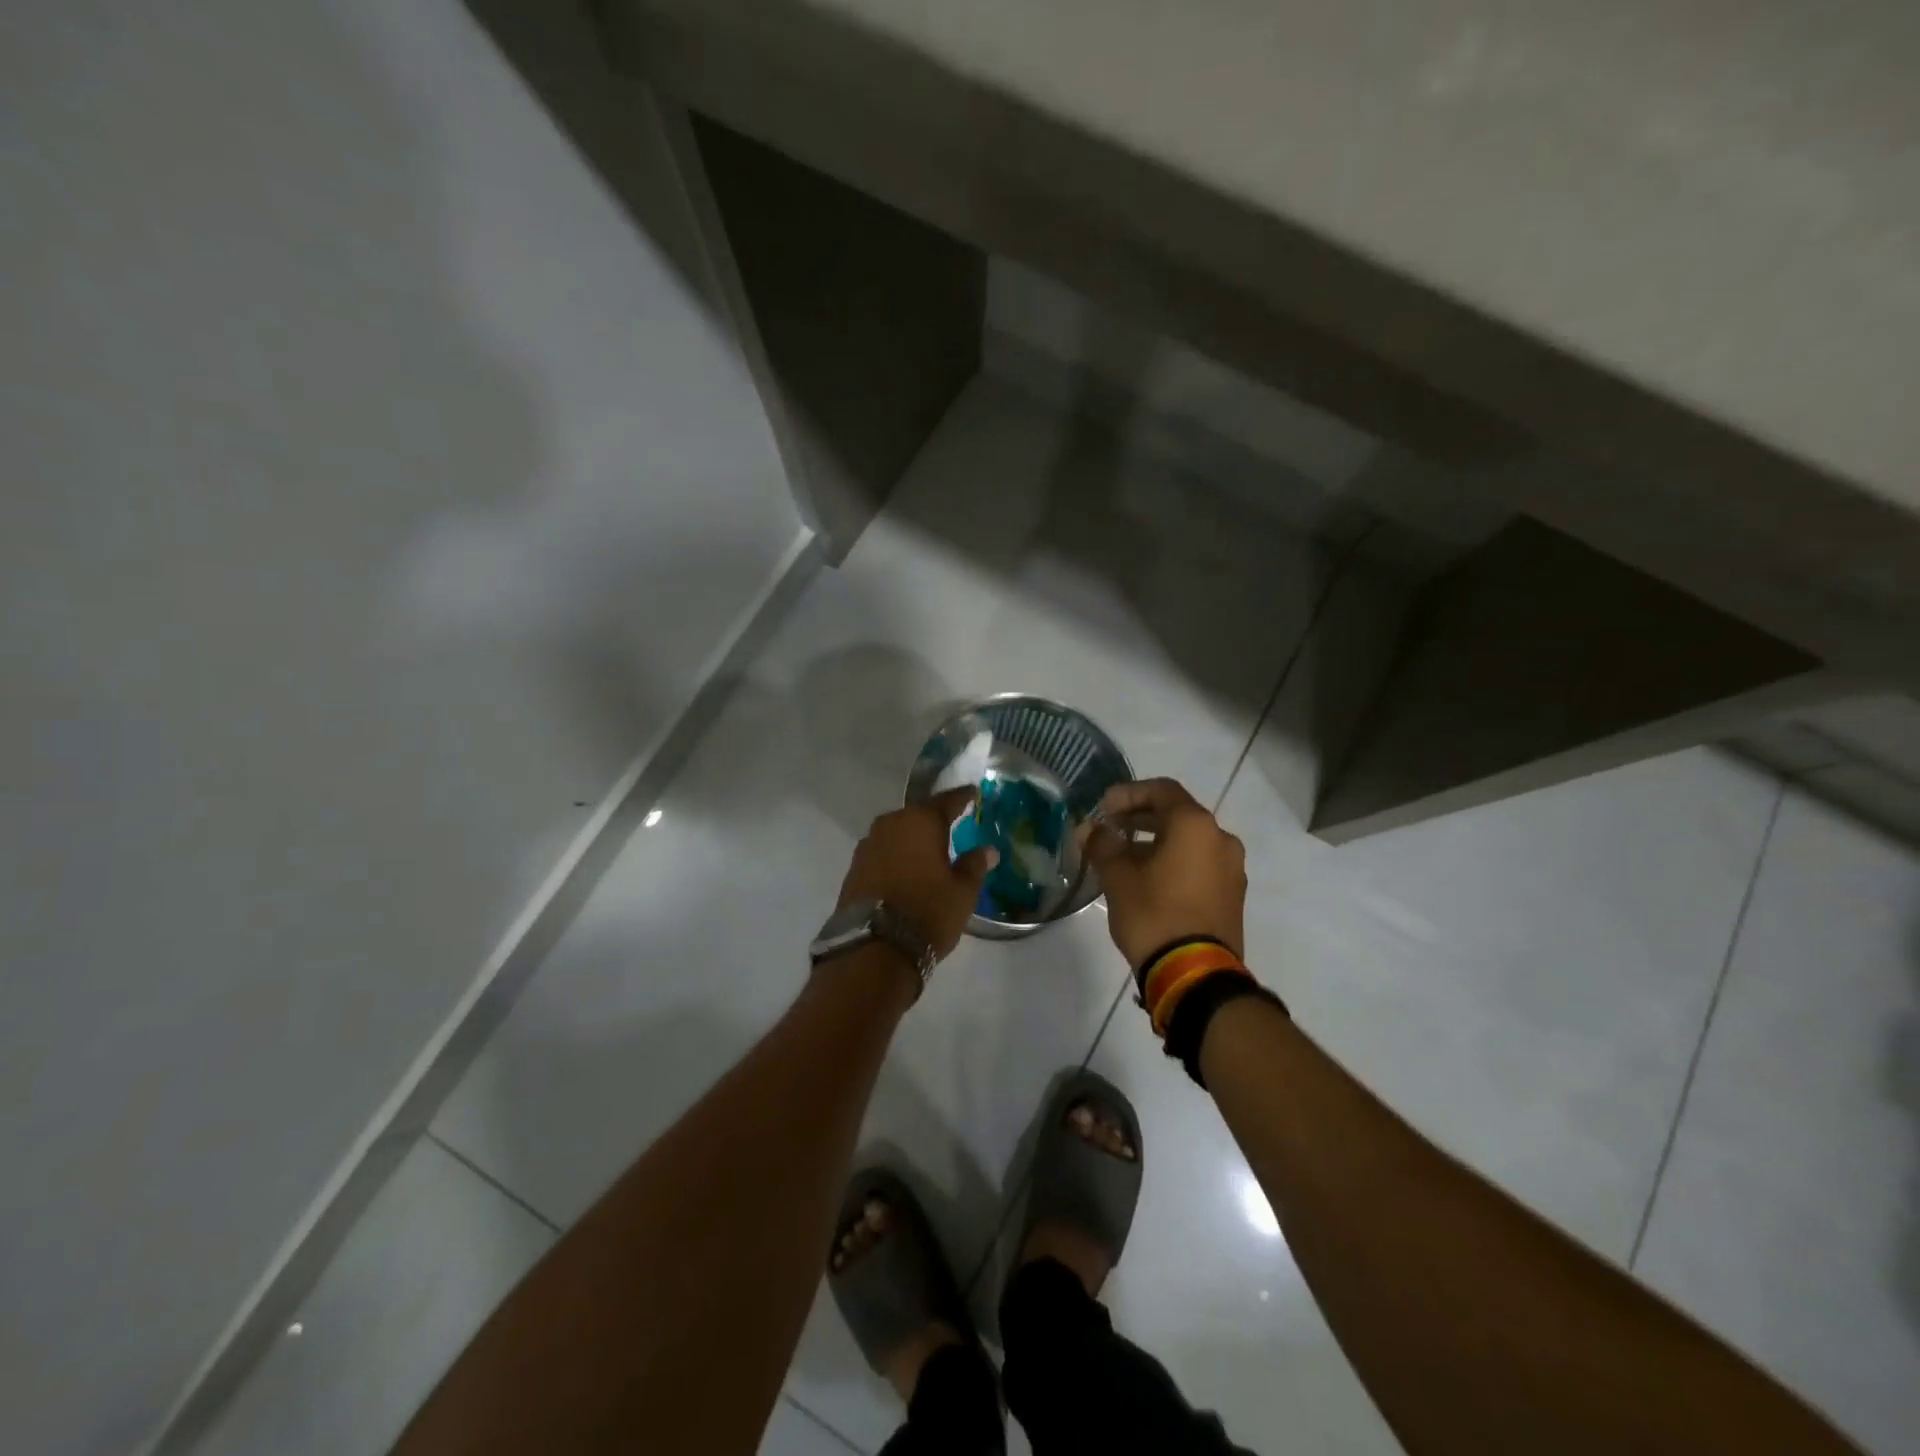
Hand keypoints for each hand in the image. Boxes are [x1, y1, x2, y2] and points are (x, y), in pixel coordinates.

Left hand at [835, 787, 998, 961]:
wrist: (874, 947)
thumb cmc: (927, 912)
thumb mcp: (962, 892)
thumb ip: (974, 865)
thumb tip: (987, 850)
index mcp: (921, 821)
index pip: (947, 801)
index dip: (962, 797)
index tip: (973, 792)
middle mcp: (891, 823)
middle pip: (918, 814)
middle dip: (934, 819)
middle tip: (951, 824)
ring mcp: (868, 844)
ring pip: (897, 832)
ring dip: (912, 838)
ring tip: (928, 848)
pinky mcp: (854, 866)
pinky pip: (883, 850)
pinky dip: (897, 855)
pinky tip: (906, 867)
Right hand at [1079, 778, 1245, 968]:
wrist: (1196, 975)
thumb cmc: (1154, 915)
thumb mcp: (1118, 878)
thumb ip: (1102, 846)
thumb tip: (1089, 829)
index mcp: (1195, 826)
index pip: (1162, 790)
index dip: (1129, 793)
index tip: (1103, 808)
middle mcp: (1220, 839)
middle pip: (1178, 814)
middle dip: (1141, 818)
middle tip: (1110, 828)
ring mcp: (1231, 869)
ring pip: (1189, 841)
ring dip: (1157, 841)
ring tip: (1125, 858)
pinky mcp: (1232, 895)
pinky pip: (1200, 864)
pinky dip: (1174, 861)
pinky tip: (1148, 880)